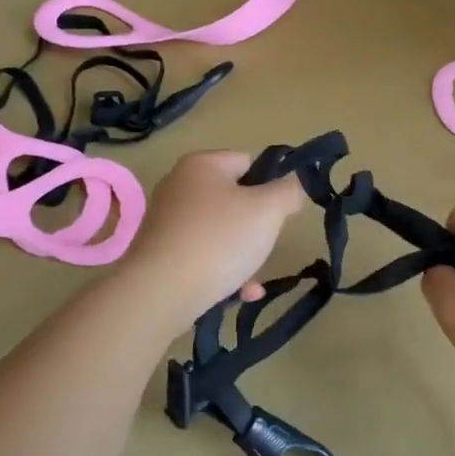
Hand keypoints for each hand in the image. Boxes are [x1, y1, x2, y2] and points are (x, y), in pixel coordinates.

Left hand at [121, 151, 305, 322]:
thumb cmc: (219, 240)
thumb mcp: (268, 210)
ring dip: (242, 254)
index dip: (269, 185)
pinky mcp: (160, 253)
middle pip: (233, 199)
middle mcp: (179, 186)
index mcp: (202, 164)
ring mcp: (167, 221)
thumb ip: (289, 191)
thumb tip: (294, 184)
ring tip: (253, 278)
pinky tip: (241, 293)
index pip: (247, 161)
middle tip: (264, 244)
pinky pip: (202, 256)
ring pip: (220, 232)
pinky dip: (223, 271)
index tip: (278, 213)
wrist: (161, 292)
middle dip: (255, 225)